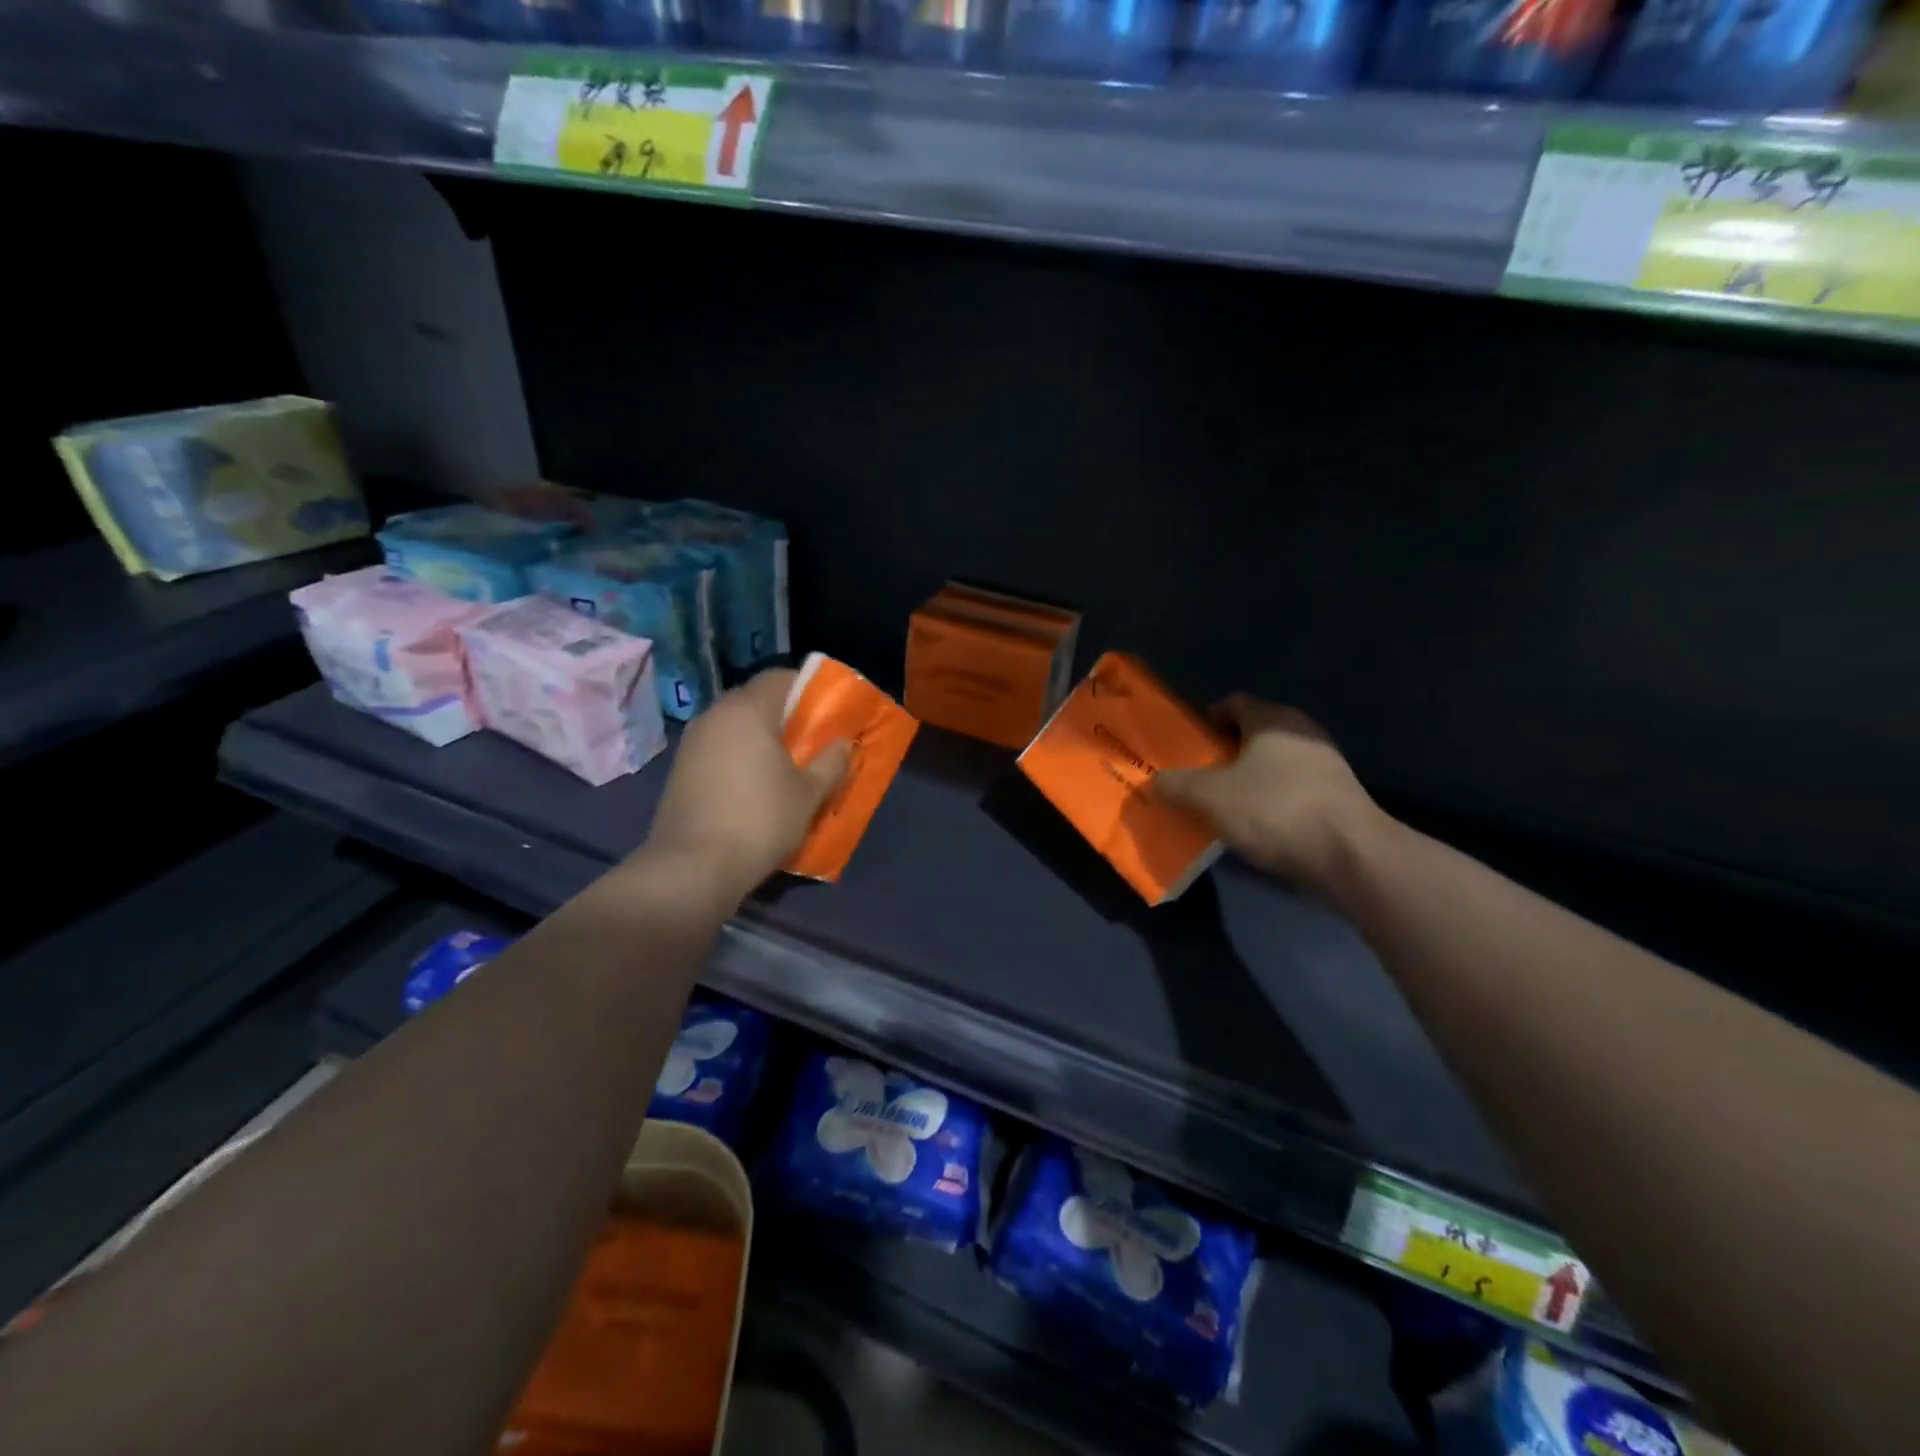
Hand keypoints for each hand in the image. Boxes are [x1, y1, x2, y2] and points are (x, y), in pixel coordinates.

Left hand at [643, 669, 851, 900]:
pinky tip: (754, 787)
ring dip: (760, 739)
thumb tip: (843, 743)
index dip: (807, 688)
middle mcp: (715, 716)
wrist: (693, 867)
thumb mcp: (808, 794)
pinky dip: (738, 758)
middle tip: (811, 741)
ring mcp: (692, 743)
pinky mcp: (680, 770)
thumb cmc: (760, 820)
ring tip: (785, 767)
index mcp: (747, 710)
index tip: (826, 712)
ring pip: (735, 727)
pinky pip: (718, 750)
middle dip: (785, 716)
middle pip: (756, 700)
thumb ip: (831, 762)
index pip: (780, 677)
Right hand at [1155, 695, 1388, 895]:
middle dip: (1225, 753)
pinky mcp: (1338, 798)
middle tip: (1199, 775)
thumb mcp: (1209, 797)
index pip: (1234, 703)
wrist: (1349, 856)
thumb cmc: (1274, 810)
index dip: (1208, 719)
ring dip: (1248, 779)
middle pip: (1254, 734)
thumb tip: (1153, 782)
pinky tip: (1255, 826)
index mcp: (1272, 720)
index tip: (1189, 743)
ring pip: (1274, 764)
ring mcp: (1326, 766)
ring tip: (1222, 804)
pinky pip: (1292, 790)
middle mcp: (1303, 733)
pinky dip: (1270, 801)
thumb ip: (1176, 786)